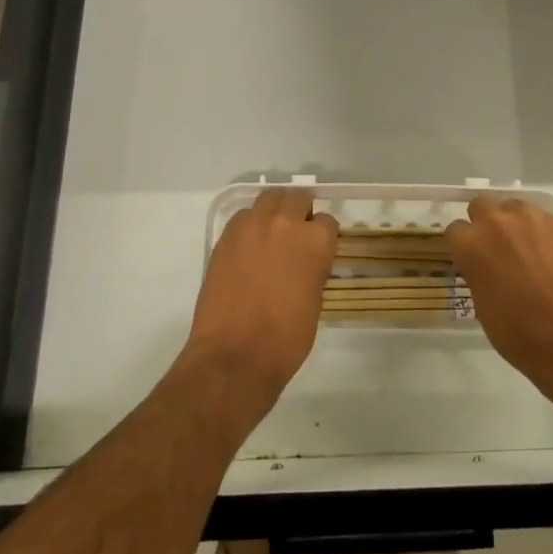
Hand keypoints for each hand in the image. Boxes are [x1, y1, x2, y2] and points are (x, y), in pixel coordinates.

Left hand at [185, 189, 338, 406]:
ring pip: (267, 200)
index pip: (327, 222)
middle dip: (300, 211)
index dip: (323, 236)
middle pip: (296, 198)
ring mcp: (251, 227)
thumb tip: (306, 263)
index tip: (318, 250)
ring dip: (273, 212)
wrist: (235, 355)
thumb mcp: (315, 301)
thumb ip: (313, 270)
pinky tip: (248, 248)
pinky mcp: (225, 238)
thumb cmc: (286, 338)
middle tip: (296, 234)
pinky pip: (242, 218)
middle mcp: (285, 224)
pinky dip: (248, 226)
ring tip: (271, 234)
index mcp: (315, 241)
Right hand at [446, 197, 552, 400]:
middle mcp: (496, 222)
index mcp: (471, 244)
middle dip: (484, 222)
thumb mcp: (482, 306)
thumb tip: (484, 266)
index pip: (455, 230)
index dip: (463, 245)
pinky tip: (551, 254)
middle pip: (481, 204)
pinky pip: (542, 218)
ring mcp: (531, 218)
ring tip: (527, 248)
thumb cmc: (519, 333)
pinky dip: (541, 231)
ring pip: (514, 207)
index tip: (471, 258)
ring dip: (514, 222)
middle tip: (496, 247)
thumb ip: (477, 273)